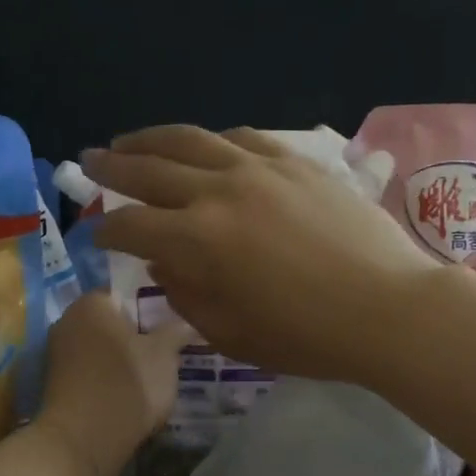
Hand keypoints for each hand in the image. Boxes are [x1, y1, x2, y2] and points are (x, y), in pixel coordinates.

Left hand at [37, 292, 190, 475]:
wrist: (83, 441)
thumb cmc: (128, 385)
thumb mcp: (165, 355)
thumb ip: (176, 331)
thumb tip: (187, 322)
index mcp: (91, 303)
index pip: (126, 292)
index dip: (152, 306)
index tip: (172, 324)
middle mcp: (67, 320)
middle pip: (112, 321)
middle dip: (138, 333)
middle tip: (168, 349)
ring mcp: (58, 354)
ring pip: (101, 348)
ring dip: (123, 358)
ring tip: (153, 374)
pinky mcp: (57, 384)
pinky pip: (91, 371)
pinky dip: (109, 378)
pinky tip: (130, 394)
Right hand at [83, 126, 439, 381]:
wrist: (388, 309)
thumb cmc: (307, 337)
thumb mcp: (230, 332)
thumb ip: (186, 294)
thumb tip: (164, 263)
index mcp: (198, 239)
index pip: (133, 226)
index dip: (106, 231)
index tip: (95, 235)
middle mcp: (220, 191)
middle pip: (151, 170)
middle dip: (112, 168)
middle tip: (87, 161)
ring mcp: (260, 169)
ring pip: (192, 140)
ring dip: (152, 139)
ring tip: (129, 141)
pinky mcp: (296, 162)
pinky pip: (242, 138)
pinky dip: (212, 140)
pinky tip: (203, 144)